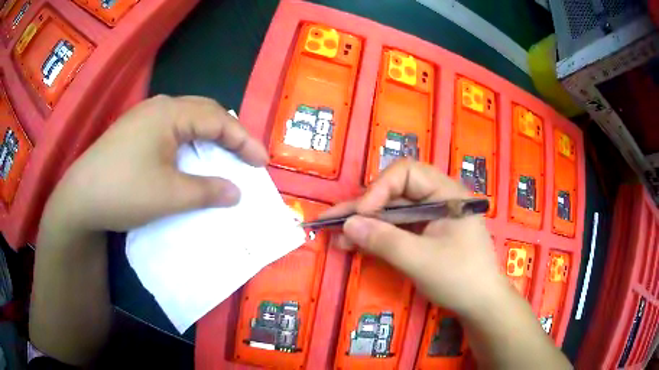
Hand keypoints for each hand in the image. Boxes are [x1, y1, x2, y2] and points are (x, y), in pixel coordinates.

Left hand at [43, 95, 267, 232]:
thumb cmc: (124, 191)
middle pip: (204, 112)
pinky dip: (188, 142)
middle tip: (244, 156)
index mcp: (170, 113)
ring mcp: (143, 118)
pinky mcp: (134, 131)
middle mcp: (158, 107)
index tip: (261, 163)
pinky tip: (188, 158)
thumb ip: (207, 190)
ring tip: (221, 156)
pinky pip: (171, 130)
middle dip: (228, 134)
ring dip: (207, 137)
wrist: (79, 198)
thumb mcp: (170, 195)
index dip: (244, 140)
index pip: (218, 119)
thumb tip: (236, 192)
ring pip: (187, 120)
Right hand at [327, 160, 511, 317]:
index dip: (380, 189)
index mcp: (446, 193)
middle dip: (364, 207)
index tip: (362, 214)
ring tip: (336, 235)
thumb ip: (384, 240)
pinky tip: (354, 243)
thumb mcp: (421, 260)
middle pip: (396, 192)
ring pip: (393, 212)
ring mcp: (432, 219)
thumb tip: (347, 223)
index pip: (407, 173)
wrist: (481, 305)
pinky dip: (377, 236)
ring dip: (365, 223)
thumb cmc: (460, 278)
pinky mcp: (425, 236)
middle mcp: (438, 199)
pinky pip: (398, 229)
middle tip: (332, 220)